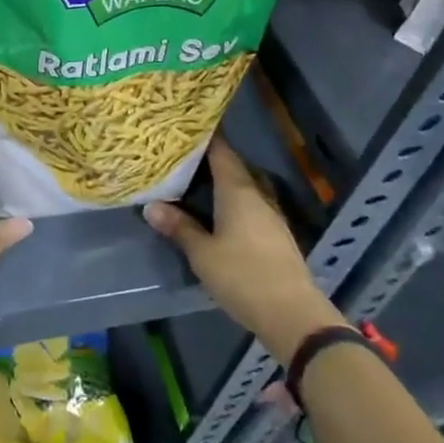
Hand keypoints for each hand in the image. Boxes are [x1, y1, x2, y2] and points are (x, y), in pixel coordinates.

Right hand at [144, 134, 345, 366]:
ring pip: (243, 187)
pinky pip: (250, 206)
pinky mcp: (276, 235)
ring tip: (194, 181)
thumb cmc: (243, 276)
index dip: (205, 137)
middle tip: (181, 155)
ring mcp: (270, 215)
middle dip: (209, 159)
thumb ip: (179, 227)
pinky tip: (217, 212)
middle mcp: (256, 195)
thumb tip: (151, 206)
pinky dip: (232, 202)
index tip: (184, 127)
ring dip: (222, 182)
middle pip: (233, 167)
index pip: (221, 151)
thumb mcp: (202, 253)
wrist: (293, 314)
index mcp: (237, 190)